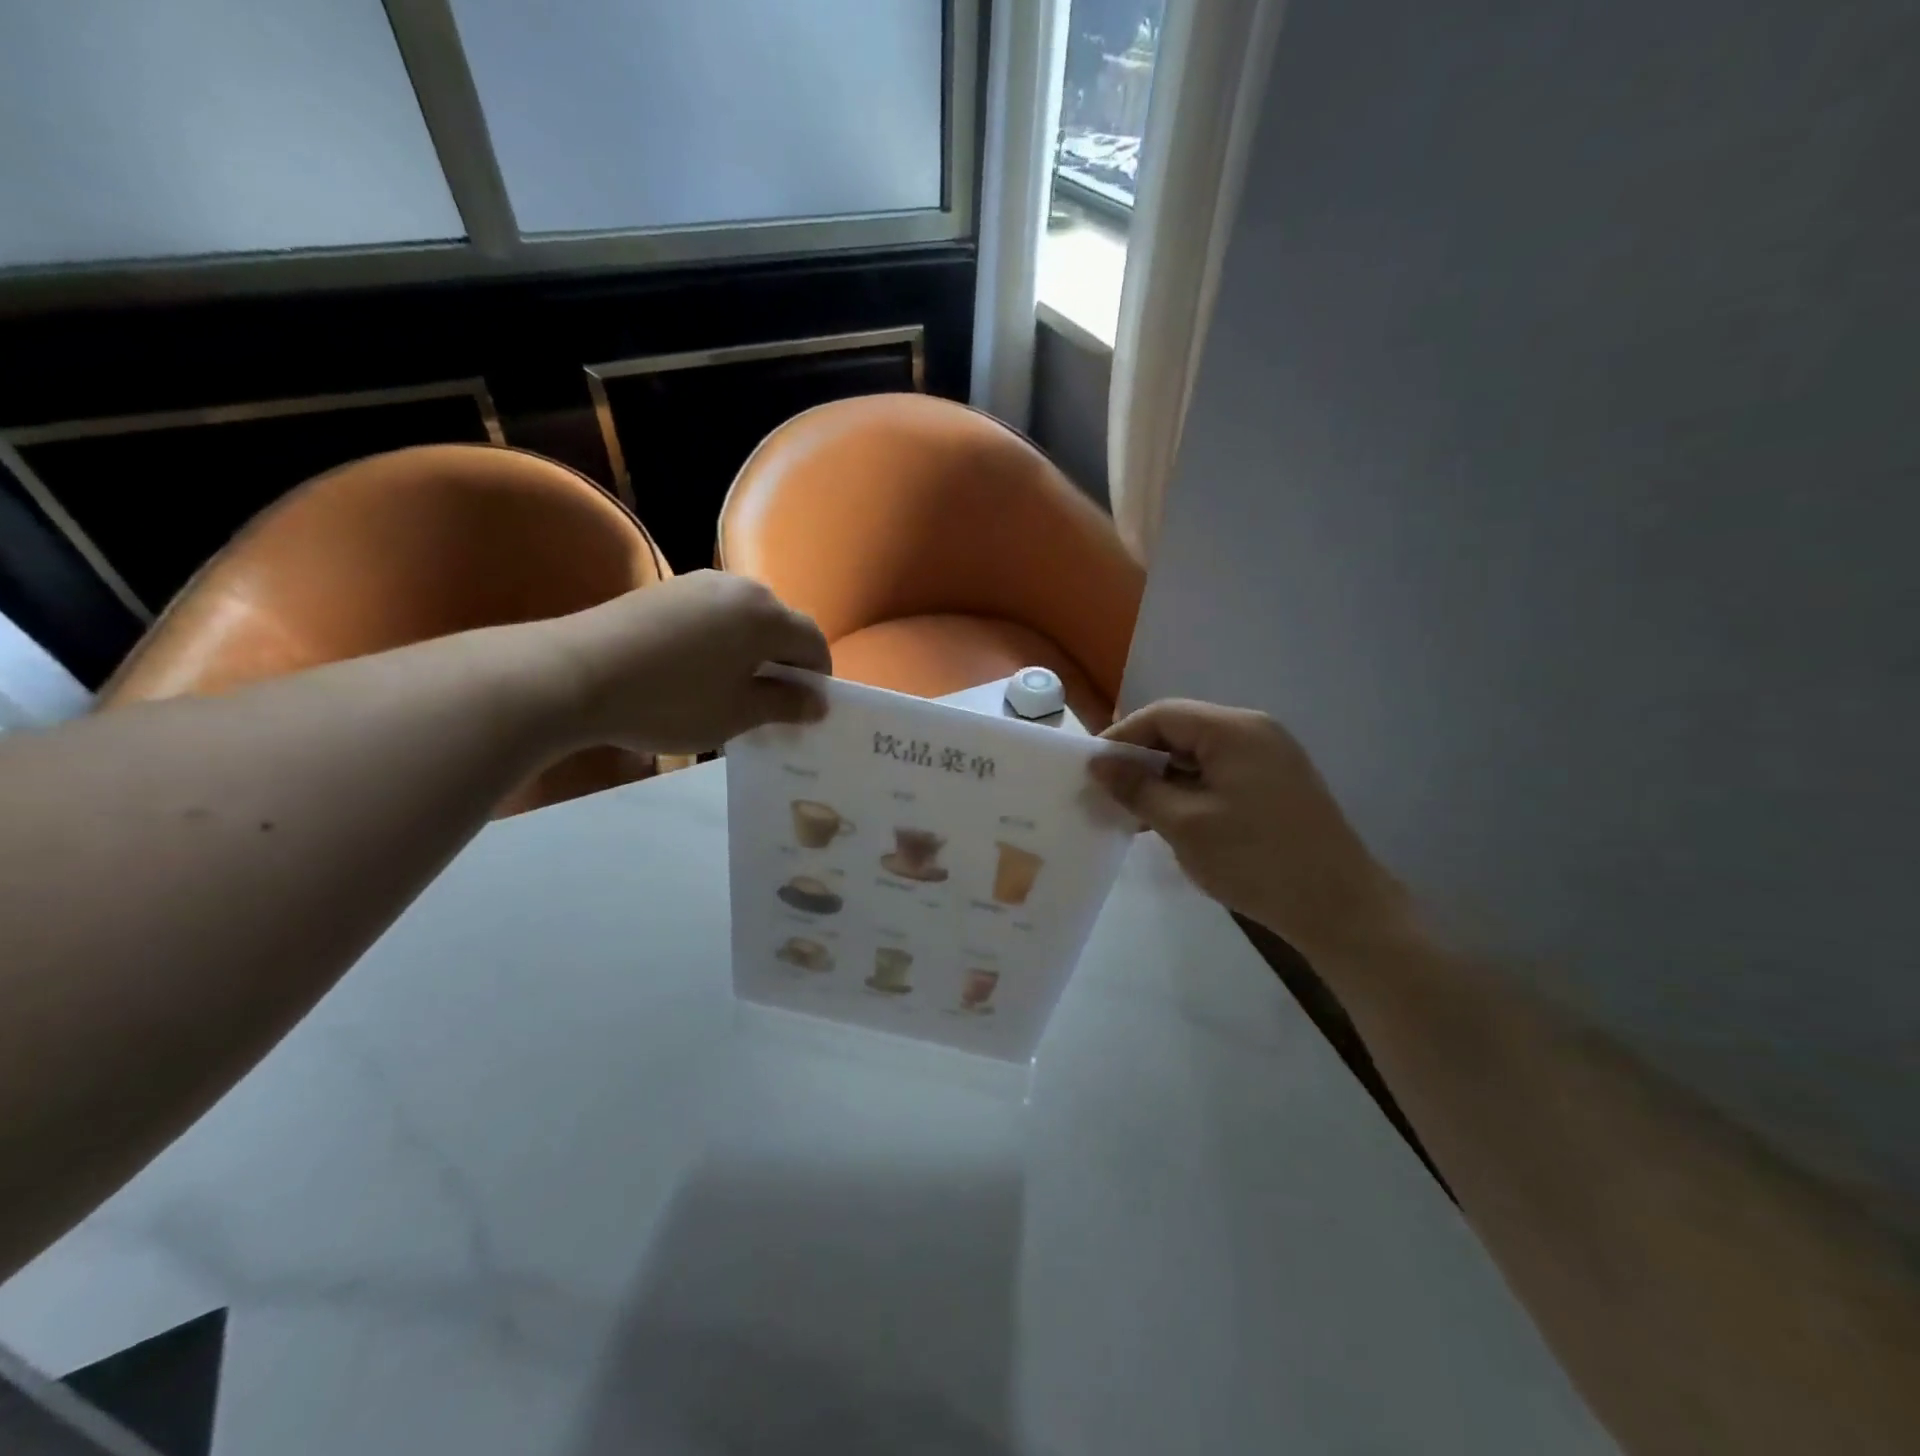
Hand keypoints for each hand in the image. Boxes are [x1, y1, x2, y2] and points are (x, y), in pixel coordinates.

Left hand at [543, 572, 830, 753]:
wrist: (574, 673)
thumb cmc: (671, 700)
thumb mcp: (737, 714)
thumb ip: (784, 705)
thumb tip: (816, 702)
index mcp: (767, 615)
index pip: (813, 642)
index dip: (817, 678)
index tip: (805, 710)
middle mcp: (740, 587)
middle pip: (779, 625)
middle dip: (783, 663)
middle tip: (769, 703)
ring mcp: (699, 583)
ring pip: (744, 619)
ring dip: (750, 652)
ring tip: (729, 689)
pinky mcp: (666, 589)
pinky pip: (712, 615)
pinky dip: (719, 641)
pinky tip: (694, 672)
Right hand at [1091, 700, 1406, 957]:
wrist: (1339, 906)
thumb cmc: (1255, 860)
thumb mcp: (1184, 824)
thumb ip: (1137, 788)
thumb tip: (1099, 764)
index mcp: (1233, 730)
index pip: (1162, 715)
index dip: (1121, 738)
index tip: (1091, 772)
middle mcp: (1254, 731)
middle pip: (1181, 731)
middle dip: (1141, 760)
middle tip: (1109, 794)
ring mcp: (1270, 756)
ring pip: (1199, 754)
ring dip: (1164, 778)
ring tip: (1134, 813)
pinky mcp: (1277, 783)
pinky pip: (1220, 773)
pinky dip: (1190, 790)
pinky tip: (1172, 820)